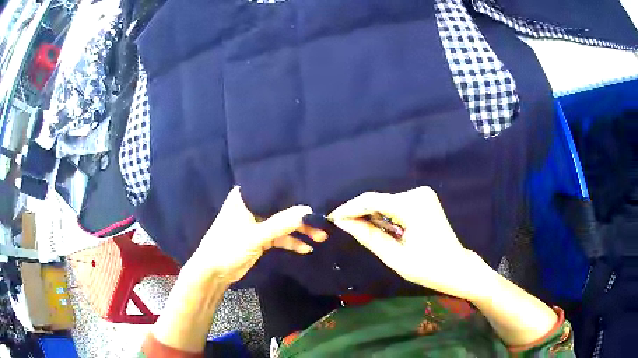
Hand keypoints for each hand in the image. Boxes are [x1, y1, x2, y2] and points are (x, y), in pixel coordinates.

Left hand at [186, 186, 326, 284]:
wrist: (214, 272)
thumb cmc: (228, 247)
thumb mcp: (255, 236)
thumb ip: (281, 223)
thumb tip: (307, 210)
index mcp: (245, 198)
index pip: (272, 188)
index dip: (293, 190)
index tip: (315, 192)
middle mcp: (252, 207)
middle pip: (281, 207)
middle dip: (300, 216)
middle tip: (322, 222)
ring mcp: (256, 223)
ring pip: (282, 223)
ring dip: (299, 231)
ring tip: (320, 237)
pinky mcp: (260, 238)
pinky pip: (279, 237)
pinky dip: (291, 242)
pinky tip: (306, 248)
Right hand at [328, 186, 490, 300]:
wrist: (456, 268)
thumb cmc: (428, 268)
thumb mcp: (394, 257)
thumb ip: (368, 236)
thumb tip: (343, 222)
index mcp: (413, 206)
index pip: (372, 200)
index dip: (349, 208)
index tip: (332, 218)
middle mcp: (417, 193)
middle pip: (379, 199)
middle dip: (359, 212)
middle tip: (341, 226)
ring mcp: (422, 195)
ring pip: (386, 201)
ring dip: (371, 214)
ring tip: (356, 229)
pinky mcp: (423, 200)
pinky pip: (396, 204)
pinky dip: (384, 215)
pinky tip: (377, 227)